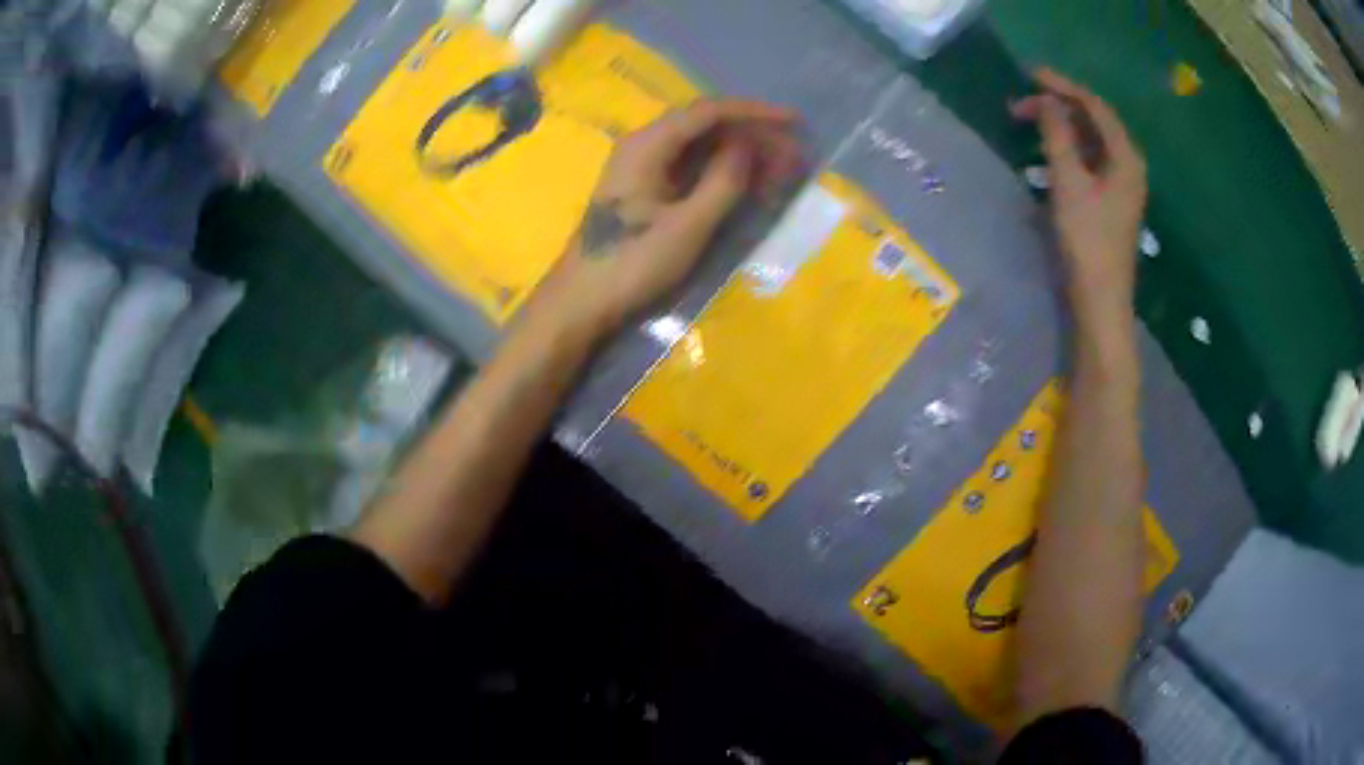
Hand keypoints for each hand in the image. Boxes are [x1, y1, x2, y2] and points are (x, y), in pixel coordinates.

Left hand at [535, 99, 803, 334]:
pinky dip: (721, 171)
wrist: (581, 300)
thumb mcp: (688, 226)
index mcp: (648, 145)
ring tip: (778, 175)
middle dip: (753, 137)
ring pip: (700, 146)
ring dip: (740, 155)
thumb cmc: (632, 264)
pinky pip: (689, 166)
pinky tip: (747, 186)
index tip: (794, 124)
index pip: (709, 112)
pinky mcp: (644, 187)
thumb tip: (749, 145)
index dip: (755, 113)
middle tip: (793, 159)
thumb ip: (723, 181)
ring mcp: (642, 166)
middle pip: (706, 125)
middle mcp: (643, 144)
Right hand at [1011, 69, 1146, 326]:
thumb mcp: (1069, 182)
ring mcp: (1122, 185)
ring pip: (1091, 141)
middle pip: (1094, 121)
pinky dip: (1068, 149)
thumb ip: (1057, 135)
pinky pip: (1090, 161)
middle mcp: (1129, 165)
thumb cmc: (1087, 242)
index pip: (1095, 106)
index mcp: (1126, 157)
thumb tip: (1045, 101)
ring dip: (1061, 127)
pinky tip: (1048, 153)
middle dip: (1059, 107)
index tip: (1030, 75)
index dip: (1063, 86)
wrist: (1101, 302)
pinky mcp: (1111, 202)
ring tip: (1028, 123)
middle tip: (1020, 106)